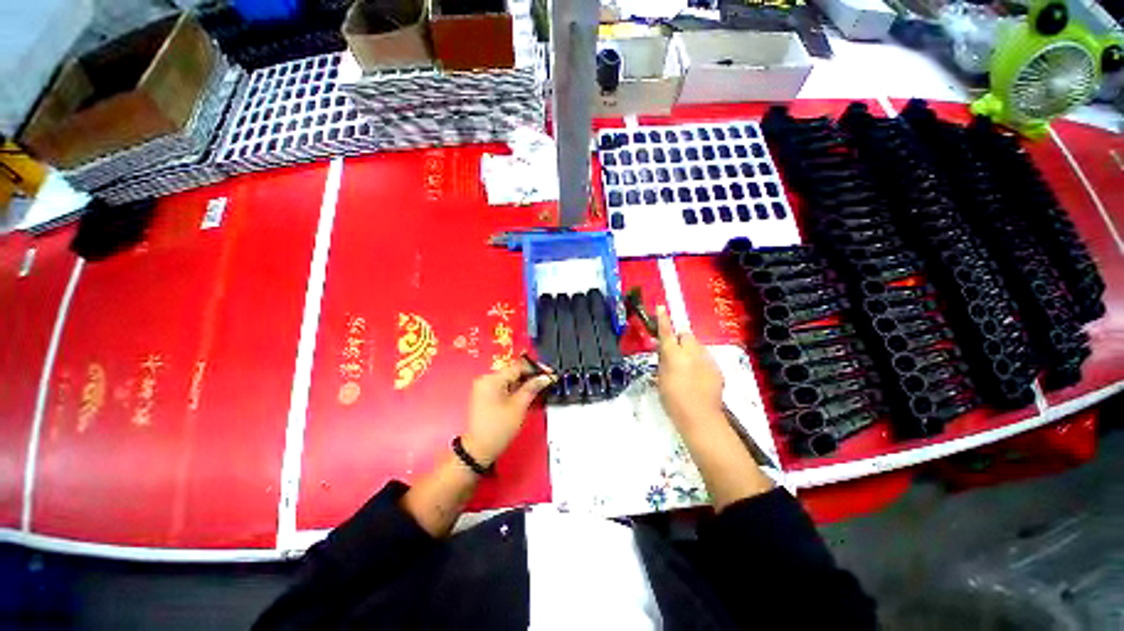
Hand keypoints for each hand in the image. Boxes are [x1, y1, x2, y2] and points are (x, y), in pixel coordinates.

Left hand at [462, 362, 554, 465]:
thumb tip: (545, 377)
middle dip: (531, 377)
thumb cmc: (498, 428)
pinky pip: (505, 388)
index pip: (519, 366)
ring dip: (525, 385)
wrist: (478, 450)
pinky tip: (528, 396)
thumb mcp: (519, 406)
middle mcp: (486, 380)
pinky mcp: (486, 397)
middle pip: (514, 372)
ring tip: (541, 390)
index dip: (536, 369)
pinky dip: (517, 391)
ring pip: (511, 381)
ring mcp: (485, 388)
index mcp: (492, 379)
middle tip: (548, 382)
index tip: (550, 373)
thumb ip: (532, 388)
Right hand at [656, 306, 724, 431]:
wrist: (700, 417)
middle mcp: (691, 353)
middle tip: (675, 351)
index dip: (663, 319)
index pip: (667, 332)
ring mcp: (707, 360)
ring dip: (691, 351)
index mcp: (674, 355)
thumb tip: (664, 351)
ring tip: (687, 368)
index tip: (661, 307)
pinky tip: (698, 378)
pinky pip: (706, 359)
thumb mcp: (660, 379)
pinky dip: (700, 363)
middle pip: (686, 335)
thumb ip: (663, 362)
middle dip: (680, 339)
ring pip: (697, 346)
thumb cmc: (673, 400)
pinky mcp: (717, 369)